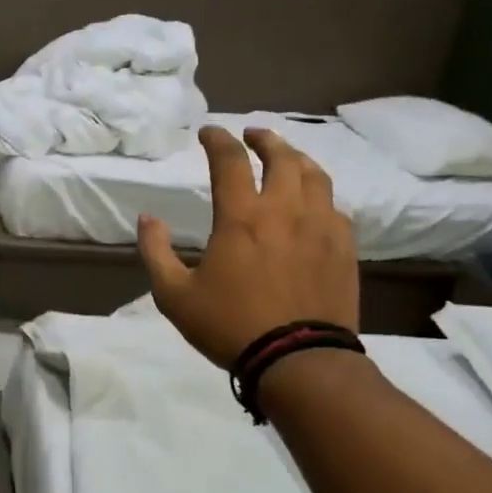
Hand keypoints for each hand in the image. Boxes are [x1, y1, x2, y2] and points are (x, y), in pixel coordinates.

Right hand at [137, 125, 358, 369]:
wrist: (298, 360)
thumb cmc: (229, 326)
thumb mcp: (174, 295)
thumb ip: (155, 252)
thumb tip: (147, 219)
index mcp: (242, 217)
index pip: (230, 159)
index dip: (217, 139)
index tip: (208, 132)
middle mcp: (285, 210)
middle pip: (282, 156)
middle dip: (264, 139)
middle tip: (252, 135)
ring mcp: (321, 227)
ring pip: (316, 176)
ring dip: (297, 159)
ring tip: (287, 159)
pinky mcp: (344, 248)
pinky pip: (336, 208)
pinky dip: (320, 196)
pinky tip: (314, 205)